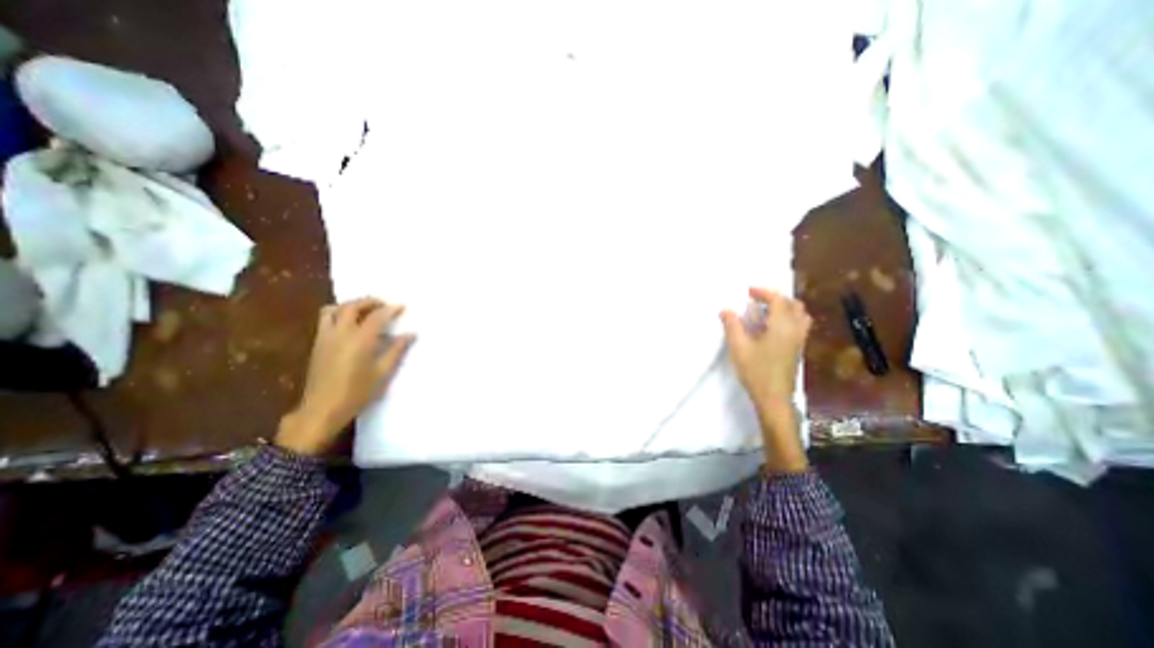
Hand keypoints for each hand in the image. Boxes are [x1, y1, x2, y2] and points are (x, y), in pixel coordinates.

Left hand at [275, 295, 414, 456]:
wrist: (323, 409)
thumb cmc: (358, 392)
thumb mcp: (383, 372)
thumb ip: (397, 350)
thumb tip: (410, 334)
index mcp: (360, 340)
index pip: (377, 316)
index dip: (391, 309)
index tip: (402, 306)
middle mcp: (341, 333)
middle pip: (352, 306)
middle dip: (369, 301)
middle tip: (383, 304)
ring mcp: (326, 337)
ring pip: (334, 309)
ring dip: (350, 305)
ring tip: (365, 311)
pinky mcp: (317, 344)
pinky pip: (326, 319)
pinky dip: (339, 314)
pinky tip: (351, 325)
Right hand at [718, 290, 809, 473]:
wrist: (773, 397)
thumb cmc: (755, 370)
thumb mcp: (738, 346)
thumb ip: (732, 325)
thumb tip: (726, 310)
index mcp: (781, 326)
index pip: (778, 300)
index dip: (763, 292)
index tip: (748, 291)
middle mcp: (795, 330)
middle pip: (794, 305)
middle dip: (776, 298)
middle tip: (758, 300)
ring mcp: (799, 340)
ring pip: (800, 315)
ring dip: (785, 308)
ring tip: (766, 311)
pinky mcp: (797, 349)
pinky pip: (798, 325)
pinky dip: (788, 318)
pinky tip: (771, 327)